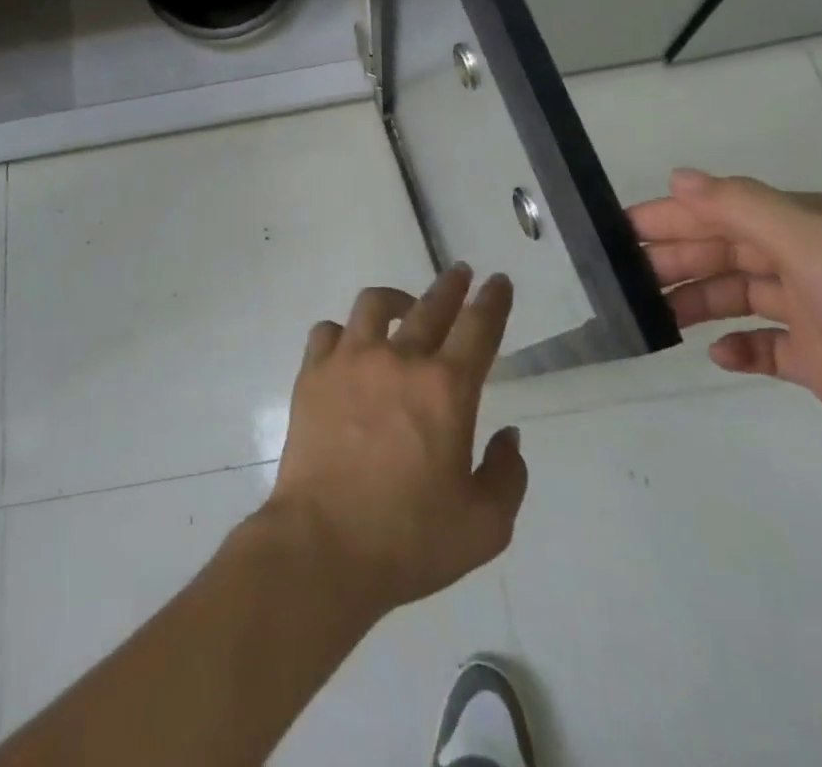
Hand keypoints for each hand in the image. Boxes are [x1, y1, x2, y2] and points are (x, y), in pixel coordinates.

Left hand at [260, 266, 527, 620]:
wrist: (323, 547)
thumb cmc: (409, 539)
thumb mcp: (484, 526)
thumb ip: (507, 475)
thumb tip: (508, 436)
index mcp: (446, 389)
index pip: (478, 328)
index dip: (493, 300)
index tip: (498, 282)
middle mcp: (400, 360)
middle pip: (431, 305)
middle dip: (452, 285)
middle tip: (462, 274)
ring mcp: (350, 361)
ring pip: (374, 304)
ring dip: (396, 299)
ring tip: (404, 306)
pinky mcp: (313, 374)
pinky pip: (328, 332)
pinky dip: (343, 332)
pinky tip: (350, 346)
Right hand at [633, 169, 821, 529]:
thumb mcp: (821, 247)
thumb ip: (745, 206)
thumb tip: (679, 177)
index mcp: (820, 227)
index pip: (727, 209)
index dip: (671, 216)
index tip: (618, 232)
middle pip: (729, 250)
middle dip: (676, 258)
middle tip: (621, 278)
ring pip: (742, 296)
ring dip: (698, 299)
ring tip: (653, 316)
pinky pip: (768, 348)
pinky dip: (739, 347)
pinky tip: (718, 356)